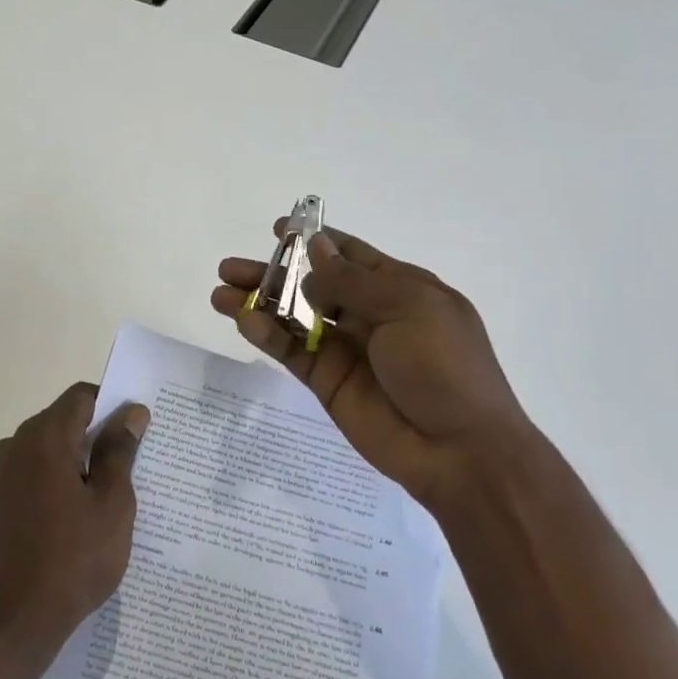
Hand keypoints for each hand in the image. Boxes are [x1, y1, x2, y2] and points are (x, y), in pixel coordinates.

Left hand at [0, 383, 148, 657]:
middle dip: (94, 435)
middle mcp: (13, 446)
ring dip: (73, 461)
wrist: (15, 621)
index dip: (111, 405)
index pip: (80, 397)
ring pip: (45, 449)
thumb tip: (131, 412)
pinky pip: (29, 474)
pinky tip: (72, 517)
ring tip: (103, 497)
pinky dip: (52, 481)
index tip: (135, 430)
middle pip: (61, 420)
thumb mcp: (112, 504)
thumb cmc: (74, 559)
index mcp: (43, 438)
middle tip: (128, 467)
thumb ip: (119, 451)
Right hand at [212, 223, 534, 510]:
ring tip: (219, 292)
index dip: (315, 240)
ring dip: (258, 302)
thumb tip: (316, 252)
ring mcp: (344, 349)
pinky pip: (290, 351)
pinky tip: (243, 320)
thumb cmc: (444, 366)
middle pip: (310, 284)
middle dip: (273, 272)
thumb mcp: (408, 308)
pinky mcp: (326, 380)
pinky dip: (266, 335)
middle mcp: (368, 314)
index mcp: (399, 289)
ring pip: (292, 317)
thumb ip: (354, 282)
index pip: (350, 255)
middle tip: (229, 267)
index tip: (278, 228)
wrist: (458, 450)